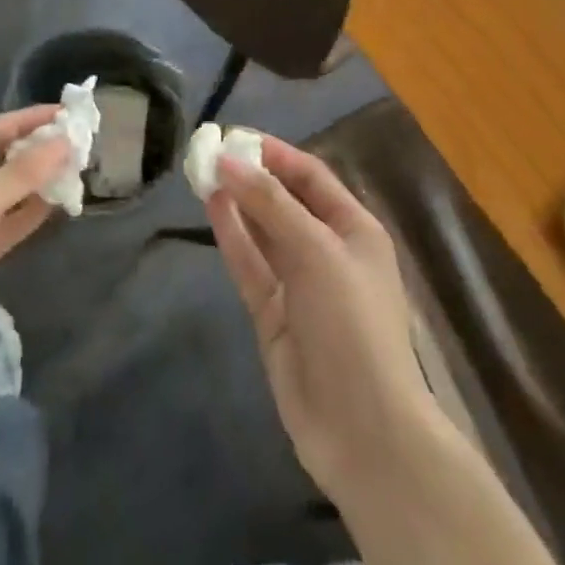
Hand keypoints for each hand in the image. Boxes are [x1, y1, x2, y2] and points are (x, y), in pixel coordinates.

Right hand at [207, 138, 437, 500]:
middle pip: (285, 201)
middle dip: (252, 176)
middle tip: (210, 151)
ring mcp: (300, 284)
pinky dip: (232, 237)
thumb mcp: (317, 251)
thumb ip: (271, 205)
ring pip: (263, 231)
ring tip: (203, 172)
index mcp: (355, 229)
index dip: (276, 154)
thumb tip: (229, 161)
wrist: (362, 428)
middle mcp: (328, 250)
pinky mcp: (274, 314)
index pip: (312, 176)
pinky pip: (251, 265)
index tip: (236, 136)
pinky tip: (211, 207)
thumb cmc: (351, 323)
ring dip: (238, 202)